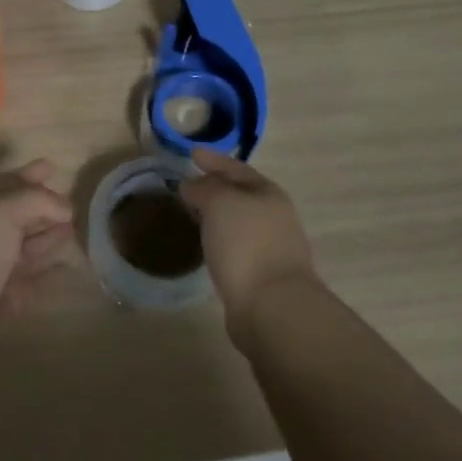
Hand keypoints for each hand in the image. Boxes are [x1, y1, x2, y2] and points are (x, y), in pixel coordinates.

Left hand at [0, 161, 75, 362]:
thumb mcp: (4, 210)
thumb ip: (37, 200)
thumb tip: (66, 206)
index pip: (9, 185)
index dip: (29, 175)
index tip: (52, 167)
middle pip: (21, 216)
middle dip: (45, 208)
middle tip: (73, 204)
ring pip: (28, 248)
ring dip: (50, 238)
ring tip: (74, 230)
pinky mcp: (5, 300)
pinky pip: (33, 282)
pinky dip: (50, 274)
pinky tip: (68, 268)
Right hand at [180, 148, 318, 333]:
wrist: (272, 307)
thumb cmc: (246, 245)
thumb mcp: (220, 203)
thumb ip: (203, 188)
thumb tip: (191, 185)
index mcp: (268, 194)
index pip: (236, 168)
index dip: (213, 159)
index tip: (190, 154)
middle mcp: (274, 217)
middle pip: (240, 194)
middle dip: (215, 187)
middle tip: (187, 184)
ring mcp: (271, 247)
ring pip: (238, 221)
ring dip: (216, 215)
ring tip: (192, 213)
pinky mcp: (262, 275)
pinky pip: (236, 246)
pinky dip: (220, 239)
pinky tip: (206, 245)